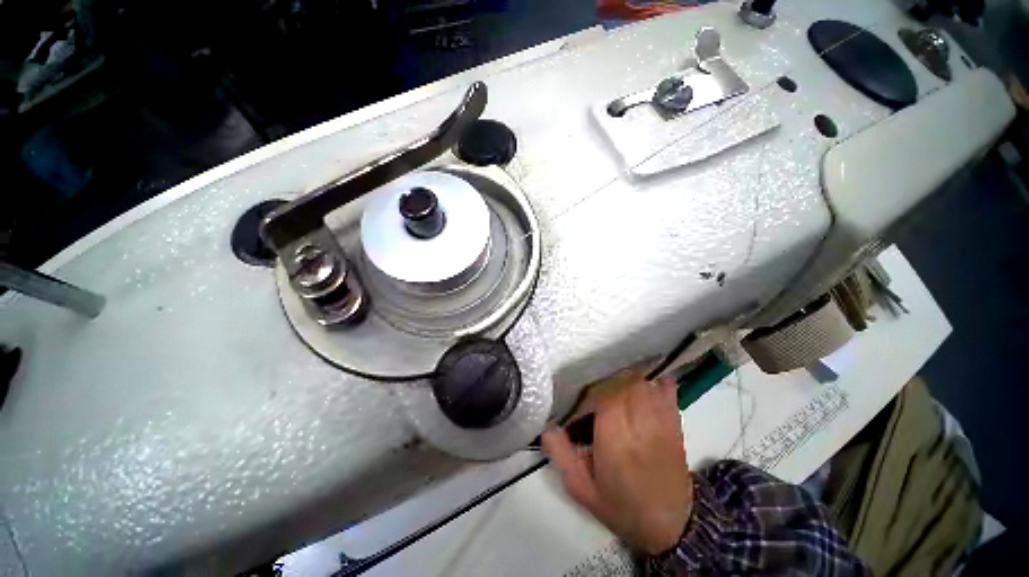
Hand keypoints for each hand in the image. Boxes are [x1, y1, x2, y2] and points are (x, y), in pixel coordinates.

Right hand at [542, 377, 692, 554]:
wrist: (670, 526)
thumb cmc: (620, 506)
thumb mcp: (581, 489)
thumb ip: (561, 456)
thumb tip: (547, 426)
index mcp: (615, 443)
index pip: (603, 397)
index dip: (591, 388)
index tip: (580, 390)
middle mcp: (640, 427)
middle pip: (624, 384)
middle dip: (608, 377)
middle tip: (596, 380)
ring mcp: (662, 423)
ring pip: (643, 383)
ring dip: (628, 376)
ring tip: (615, 378)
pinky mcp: (676, 423)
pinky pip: (668, 390)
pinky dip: (656, 379)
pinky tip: (645, 377)